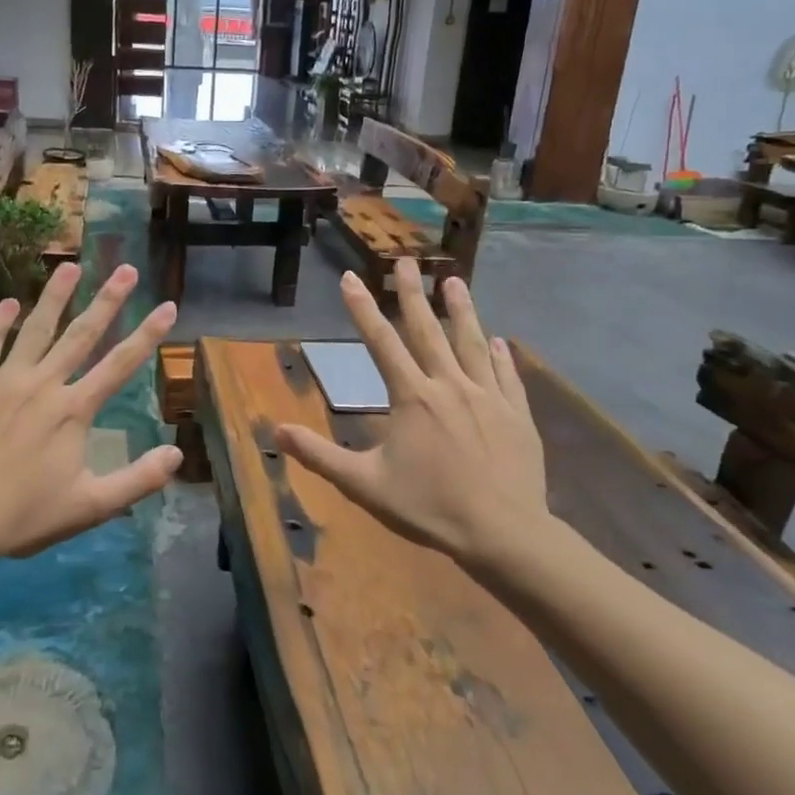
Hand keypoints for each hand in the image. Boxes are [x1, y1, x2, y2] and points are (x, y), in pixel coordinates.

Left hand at [0, 262, 181, 567]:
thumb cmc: (26, 513)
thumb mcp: (91, 505)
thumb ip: (138, 480)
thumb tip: (177, 455)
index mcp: (74, 409)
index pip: (120, 364)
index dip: (148, 334)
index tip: (167, 305)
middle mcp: (44, 384)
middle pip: (82, 334)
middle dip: (107, 300)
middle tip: (125, 268)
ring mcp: (5, 381)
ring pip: (35, 329)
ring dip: (54, 297)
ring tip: (70, 266)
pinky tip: (8, 302)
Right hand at [275, 261, 549, 567]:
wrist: (503, 533)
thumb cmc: (429, 508)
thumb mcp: (364, 485)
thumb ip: (320, 455)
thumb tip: (276, 430)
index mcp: (411, 397)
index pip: (380, 342)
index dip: (362, 308)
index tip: (350, 276)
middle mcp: (449, 385)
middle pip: (428, 330)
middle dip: (413, 294)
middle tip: (407, 261)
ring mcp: (488, 396)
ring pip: (472, 343)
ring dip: (461, 310)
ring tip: (454, 281)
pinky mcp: (517, 414)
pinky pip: (508, 376)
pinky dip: (502, 355)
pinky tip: (501, 340)